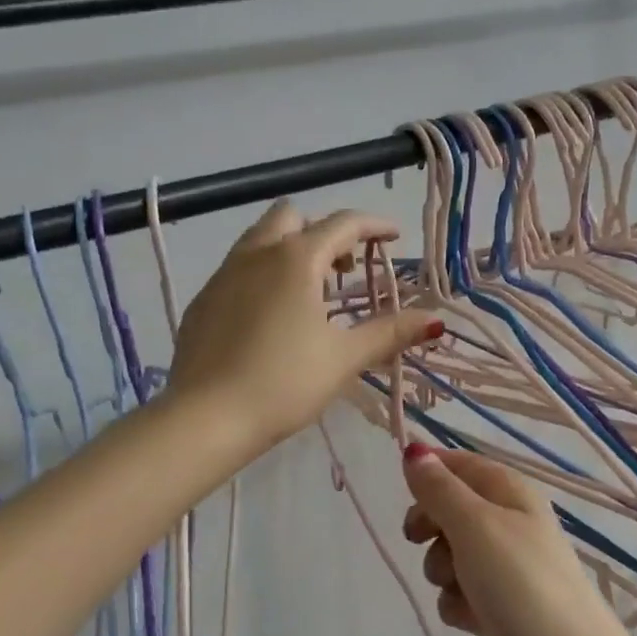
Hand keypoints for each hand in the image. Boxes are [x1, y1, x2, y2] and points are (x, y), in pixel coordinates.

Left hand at [167, 201, 437, 454]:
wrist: (206, 417)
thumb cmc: (284, 383)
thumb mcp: (344, 358)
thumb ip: (389, 333)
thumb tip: (434, 320)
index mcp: (295, 259)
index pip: (342, 224)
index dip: (374, 226)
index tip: (394, 238)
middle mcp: (255, 254)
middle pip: (293, 218)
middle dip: (324, 232)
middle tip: (345, 268)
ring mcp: (222, 275)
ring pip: (259, 240)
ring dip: (290, 250)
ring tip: (311, 292)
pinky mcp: (202, 301)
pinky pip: (237, 270)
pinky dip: (263, 275)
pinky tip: (270, 318)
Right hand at [400, 446, 634, 635]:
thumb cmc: (521, 584)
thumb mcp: (475, 525)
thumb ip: (440, 489)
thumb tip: (414, 450)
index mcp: (511, 492)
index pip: (462, 464)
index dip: (430, 471)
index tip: (403, 493)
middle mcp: (511, 523)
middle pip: (452, 509)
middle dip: (431, 526)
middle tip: (418, 539)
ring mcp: (508, 568)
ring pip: (452, 554)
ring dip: (443, 570)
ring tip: (460, 588)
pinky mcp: (503, 608)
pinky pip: (462, 594)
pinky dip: (459, 604)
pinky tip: (472, 620)